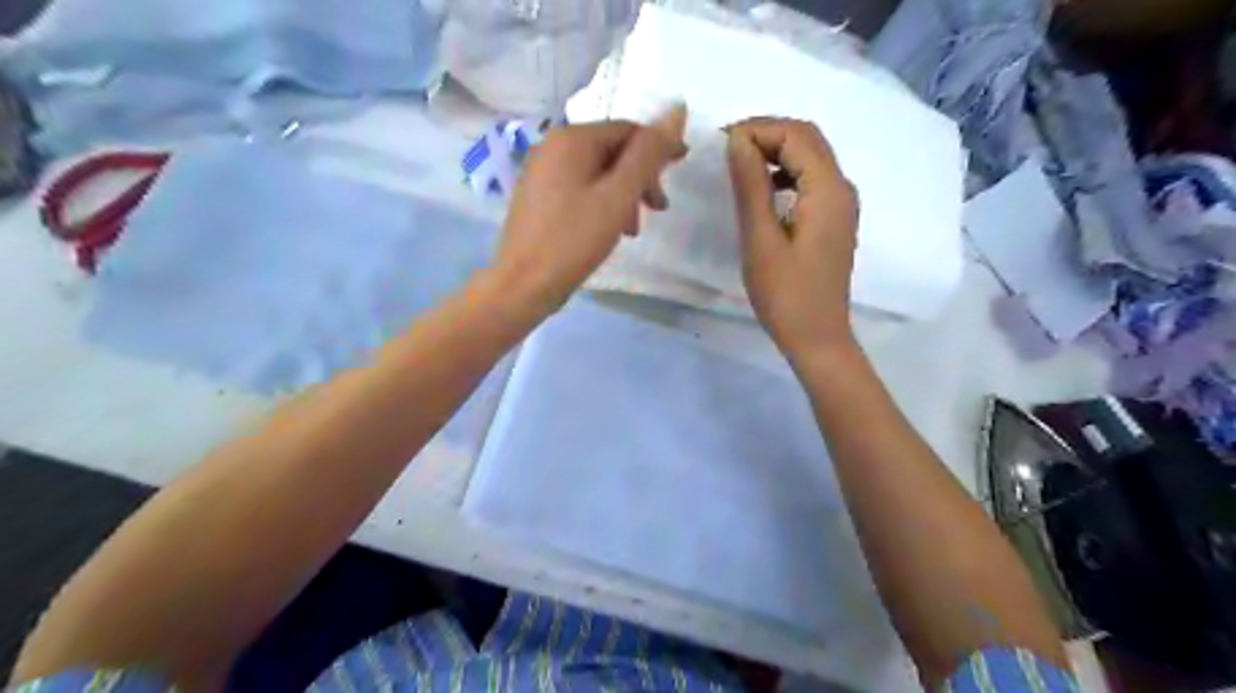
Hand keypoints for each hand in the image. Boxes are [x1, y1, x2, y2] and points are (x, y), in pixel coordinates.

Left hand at [489, 107, 685, 314]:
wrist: (523, 284)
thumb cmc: (574, 240)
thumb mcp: (619, 196)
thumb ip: (648, 154)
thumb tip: (676, 110)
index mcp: (571, 138)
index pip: (628, 130)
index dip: (659, 148)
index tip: (681, 170)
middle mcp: (552, 145)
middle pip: (611, 150)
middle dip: (640, 177)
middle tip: (658, 210)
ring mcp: (540, 171)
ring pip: (596, 172)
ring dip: (622, 195)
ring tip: (632, 229)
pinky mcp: (536, 195)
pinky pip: (579, 187)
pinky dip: (601, 202)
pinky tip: (607, 229)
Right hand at [725, 117, 860, 361]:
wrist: (817, 338)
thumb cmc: (786, 296)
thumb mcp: (761, 241)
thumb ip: (751, 187)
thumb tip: (737, 141)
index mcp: (828, 190)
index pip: (796, 135)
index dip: (757, 129)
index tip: (719, 143)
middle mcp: (842, 188)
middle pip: (807, 139)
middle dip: (766, 134)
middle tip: (725, 149)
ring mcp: (841, 204)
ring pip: (810, 157)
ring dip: (775, 151)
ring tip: (738, 165)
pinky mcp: (833, 219)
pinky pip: (810, 179)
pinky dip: (784, 173)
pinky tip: (761, 190)